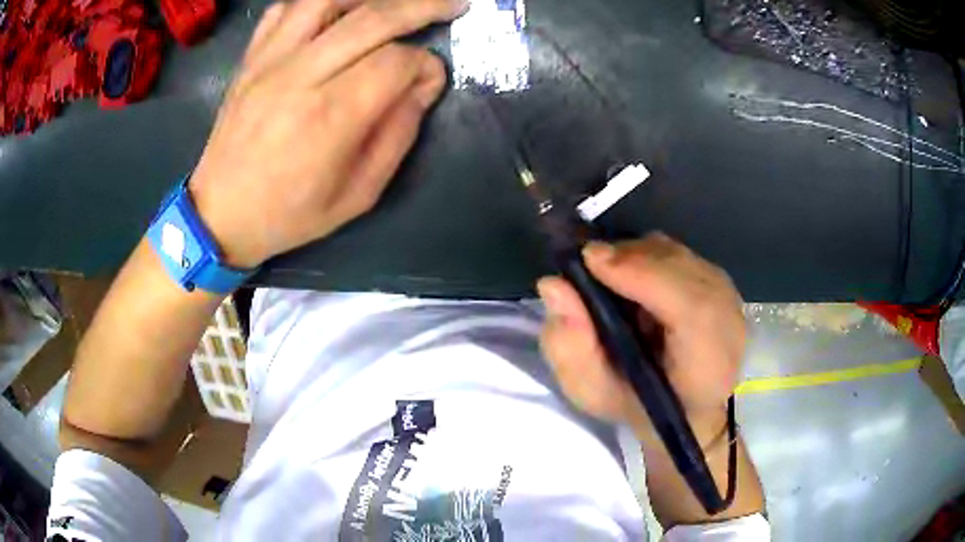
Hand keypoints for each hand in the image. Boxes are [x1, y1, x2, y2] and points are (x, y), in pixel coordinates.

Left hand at [188, 0, 468, 267]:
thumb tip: (422, 86)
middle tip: (453, 3)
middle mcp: (299, 76)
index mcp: (330, 116)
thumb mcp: (357, 195)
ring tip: (396, 2)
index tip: (431, 80)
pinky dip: (319, 2)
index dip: (426, 65)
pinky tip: (339, 9)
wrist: (220, 214)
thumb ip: (397, 136)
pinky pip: (285, 9)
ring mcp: (269, 61)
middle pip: (371, 18)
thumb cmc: (289, 214)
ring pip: (327, 0)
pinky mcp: (251, 59)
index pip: (395, 63)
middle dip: (422, 5)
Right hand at [537, 233, 746, 439]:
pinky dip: (649, 258)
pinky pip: (679, 254)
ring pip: (676, 254)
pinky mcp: (721, 282)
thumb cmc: (638, 407)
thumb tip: (553, 285)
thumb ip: (570, 347)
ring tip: (610, 278)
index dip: (641, 275)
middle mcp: (728, 321)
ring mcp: (728, 296)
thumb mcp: (592, 391)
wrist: (685, 409)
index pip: (688, 307)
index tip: (590, 260)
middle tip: (589, 269)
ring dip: (637, 257)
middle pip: (679, 268)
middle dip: (628, 259)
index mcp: (705, 364)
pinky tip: (635, 279)